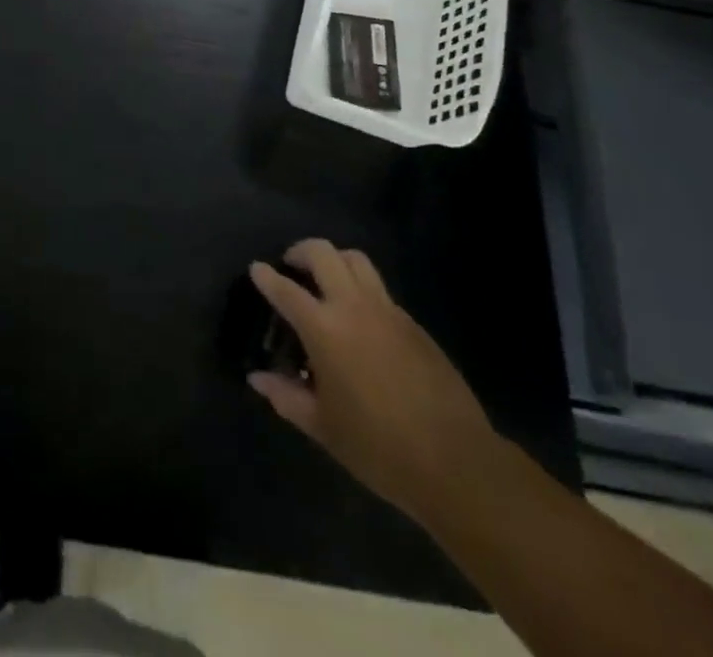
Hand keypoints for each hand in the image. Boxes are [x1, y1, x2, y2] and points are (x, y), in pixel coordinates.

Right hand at [248, 240, 497, 523]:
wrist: (456, 463)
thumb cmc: (379, 447)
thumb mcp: (323, 427)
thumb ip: (286, 396)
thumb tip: (258, 378)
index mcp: (324, 329)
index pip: (286, 290)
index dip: (266, 277)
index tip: (256, 269)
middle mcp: (354, 308)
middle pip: (323, 253)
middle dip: (301, 251)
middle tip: (291, 265)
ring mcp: (388, 312)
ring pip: (356, 260)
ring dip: (335, 260)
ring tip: (326, 280)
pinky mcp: (414, 325)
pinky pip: (381, 290)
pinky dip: (362, 289)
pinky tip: (361, 320)